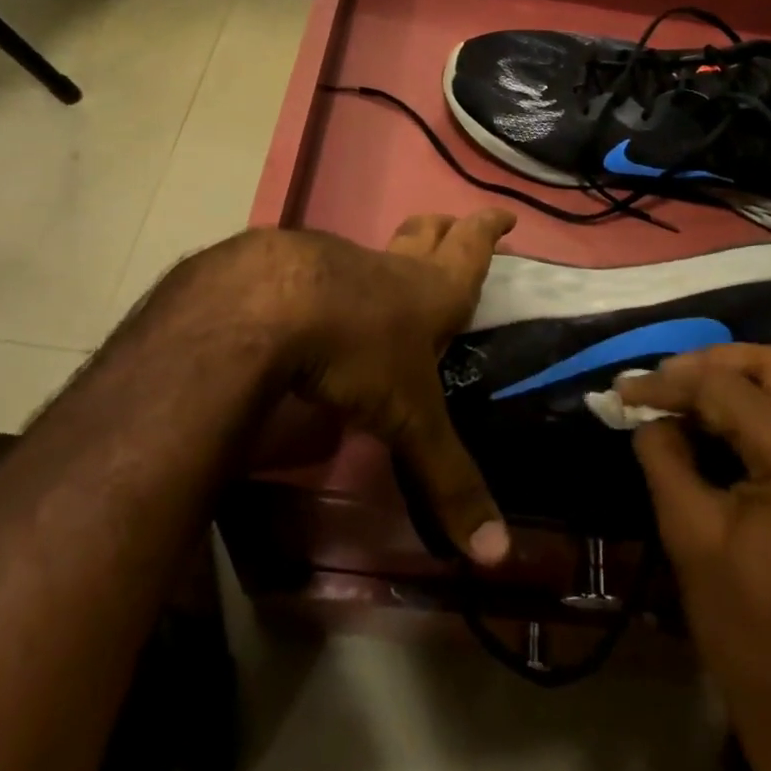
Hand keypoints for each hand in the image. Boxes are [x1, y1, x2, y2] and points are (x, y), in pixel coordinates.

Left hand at [270, 211, 517, 566]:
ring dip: (385, 259)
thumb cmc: (356, 351)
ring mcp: (334, 263)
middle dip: (444, 228)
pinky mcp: (286, 270)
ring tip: (387, 277)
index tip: (504, 213)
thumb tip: (497, 557)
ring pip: (370, 253)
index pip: (470, 250)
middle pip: (423, 233)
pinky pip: (316, 271)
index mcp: (428, 291)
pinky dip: (326, 281)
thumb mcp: (409, 419)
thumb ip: (448, 480)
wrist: (266, 305)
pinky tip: (314, 306)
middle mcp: (386, 269)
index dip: (489, 230)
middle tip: (454, 222)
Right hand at [619, 347, 770, 770]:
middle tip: (664, 382)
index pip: (728, 387)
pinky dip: (764, 411)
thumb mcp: (689, 533)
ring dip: (739, 383)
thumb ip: (664, 454)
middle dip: (713, 363)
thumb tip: (649, 413)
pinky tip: (724, 429)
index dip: (669, 381)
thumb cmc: (750, 632)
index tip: (624, 388)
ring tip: (685, 400)